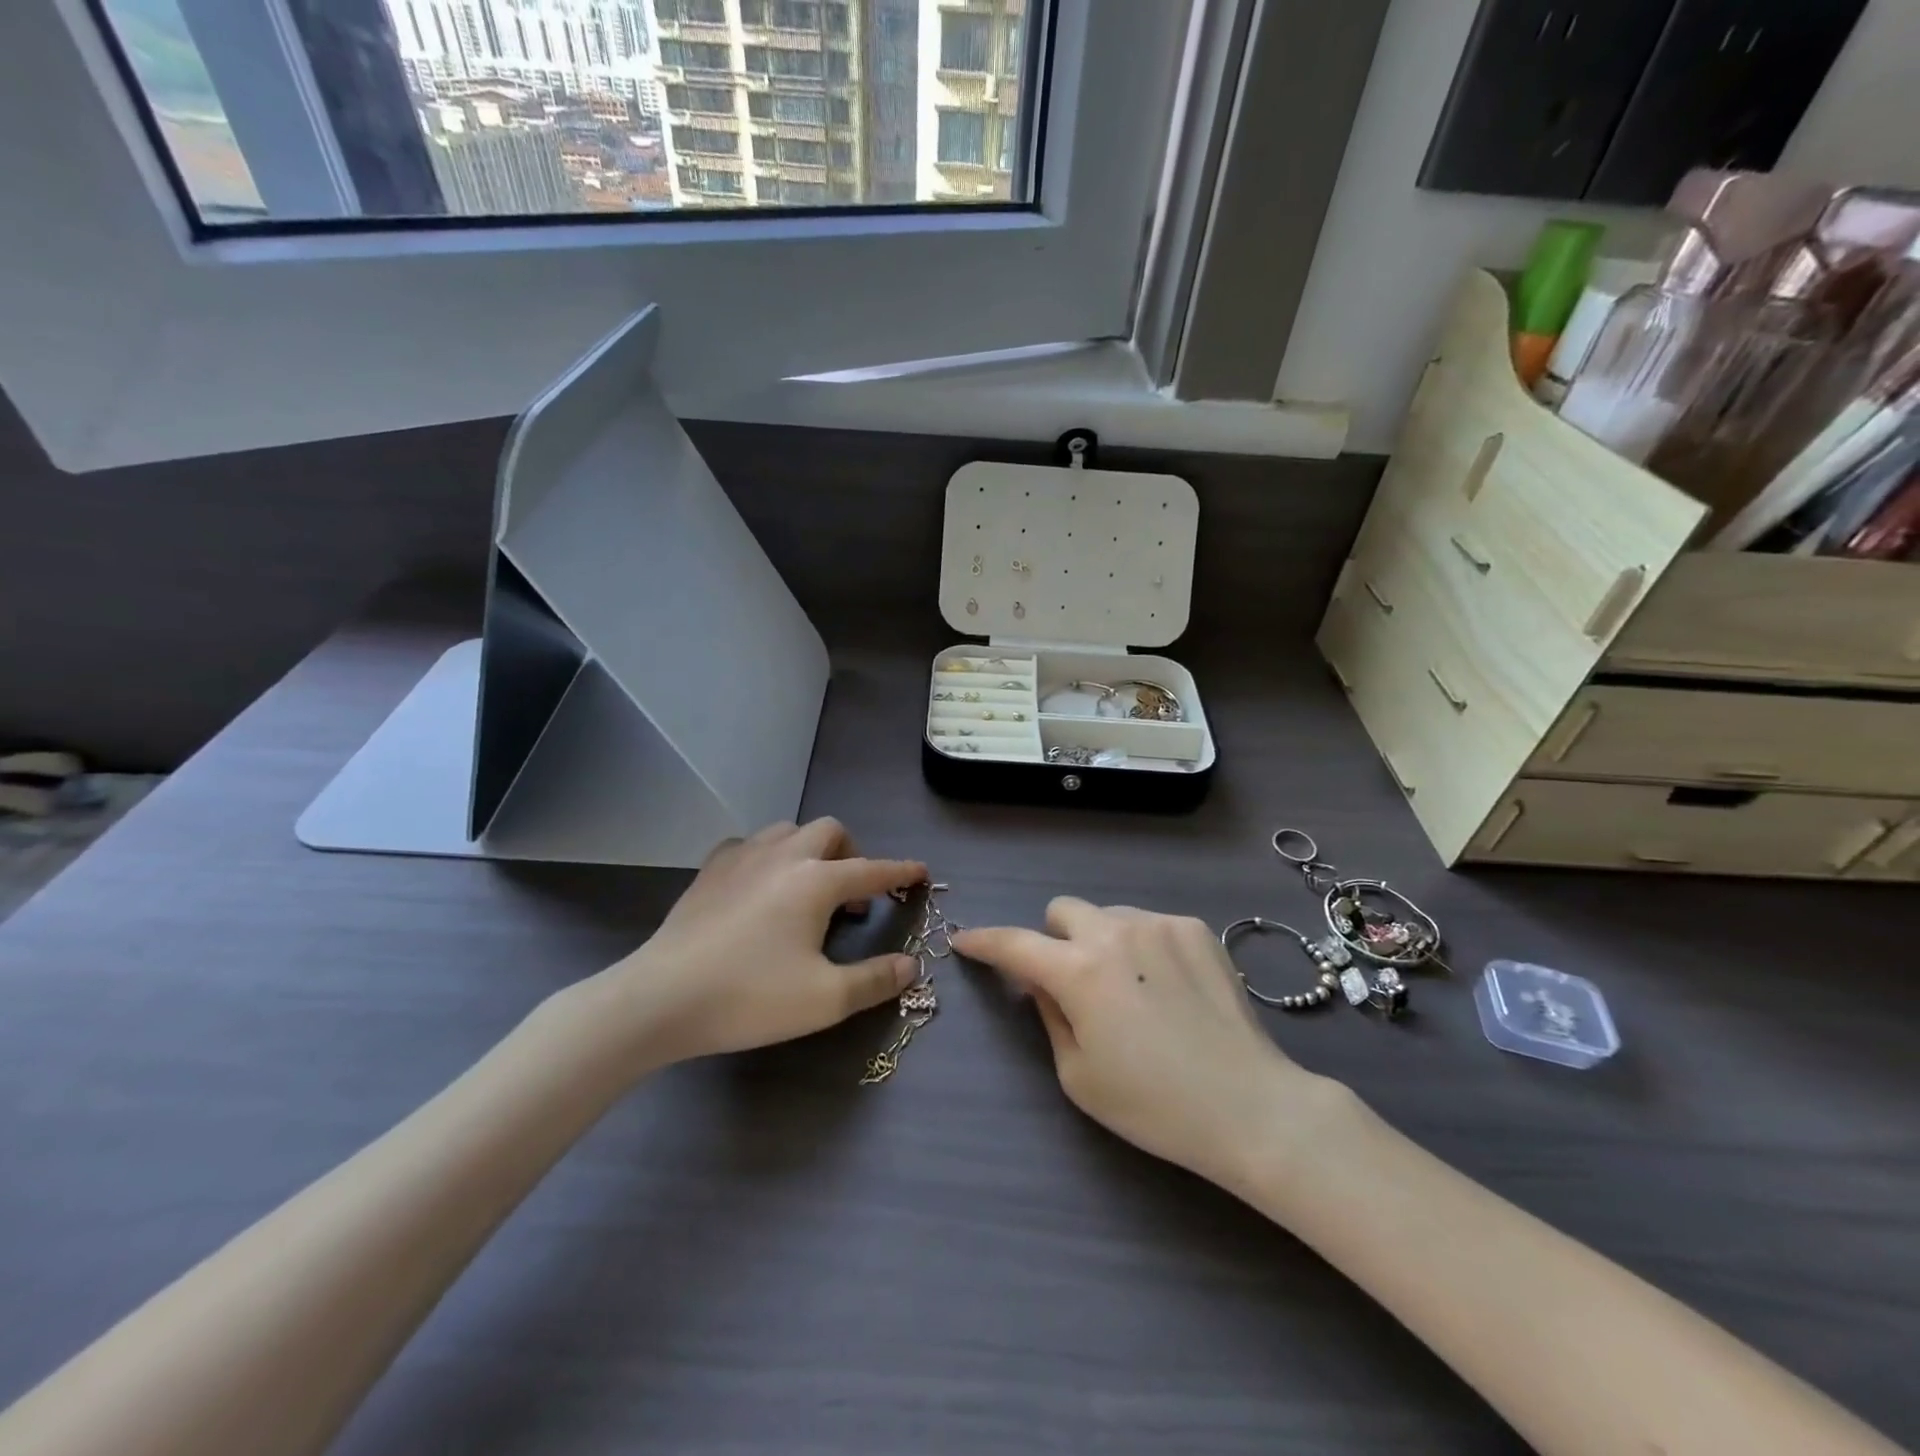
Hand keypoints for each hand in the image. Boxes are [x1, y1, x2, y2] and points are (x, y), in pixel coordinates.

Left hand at [596, 819, 927, 1067]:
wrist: (662, 998)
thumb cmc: (750, 997)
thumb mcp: (824, 999)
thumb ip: (875, 980)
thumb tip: (911, 965)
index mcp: (816, 881)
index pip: (873, 869)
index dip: (901, 872)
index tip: (920, 872)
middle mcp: (784, 856)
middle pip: (829, 832)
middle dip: (851, 854)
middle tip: (851, 895)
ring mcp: (742, 857)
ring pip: (788, 831)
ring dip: (809, 850)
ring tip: (807, 888)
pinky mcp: (710, 869)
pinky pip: (748, 845)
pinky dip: (766, 857)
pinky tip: (759, 886)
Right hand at [955, 900, 1335, 1192]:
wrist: (1249, 1106)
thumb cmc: (1153, 1104)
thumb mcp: (1078, 1075)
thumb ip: (1049, 1015)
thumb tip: (1040, 982)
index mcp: (1078, 971)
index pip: (1014, 943)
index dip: (984, 941)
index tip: (966, 940)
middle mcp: (1114, 932)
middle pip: (1062, 911)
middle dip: (1054, 940)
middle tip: (1071, 981)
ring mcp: (1159, 924)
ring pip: (1108, 916)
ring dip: (1101, 941)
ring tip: (1130, 989)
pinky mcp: (1195, 928)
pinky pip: (1149, 924)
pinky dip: (1143, 947)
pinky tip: (1168, 988)